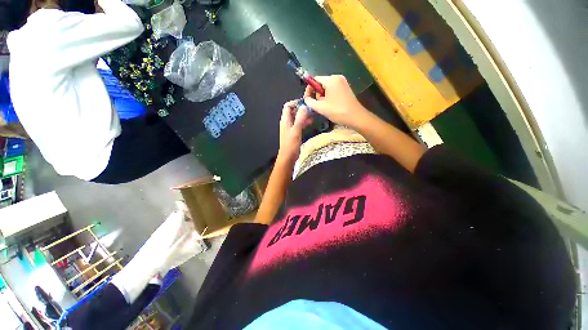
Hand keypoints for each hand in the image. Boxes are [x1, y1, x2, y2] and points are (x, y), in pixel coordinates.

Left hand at [278, 100, 311, 164]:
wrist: (287, 158)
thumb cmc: (291, 145)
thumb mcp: (296, 131)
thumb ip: (300, 119)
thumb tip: (304, 107)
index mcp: (285, 120)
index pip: (288, 106)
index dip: (295, 103)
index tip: (305, 103)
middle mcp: (287, 123)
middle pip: (293, 112)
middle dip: (302, 109)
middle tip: (312, 110)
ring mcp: (290, 129)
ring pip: (297, 118)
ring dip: (304, 116)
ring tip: (313, 117)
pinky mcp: (294, 134)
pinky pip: (299, 125)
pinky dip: (304, 123)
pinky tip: (310, 124)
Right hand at [303, 75, 368, 128]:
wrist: (355, 117)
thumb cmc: (337, 111)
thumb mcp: (320, 107)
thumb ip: (310, 102)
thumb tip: (306, 99)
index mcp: (331, 80)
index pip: (314, 80)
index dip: (309, 89)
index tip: (307, 99)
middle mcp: (337, 77)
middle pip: (321, 83)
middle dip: (317, 94)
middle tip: (319, 105)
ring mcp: (343, 82)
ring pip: (326, 87)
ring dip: (323, 97)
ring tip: (325, 107)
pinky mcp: (346, 88)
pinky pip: (333, 90)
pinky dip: (329, 96)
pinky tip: (331, 105)